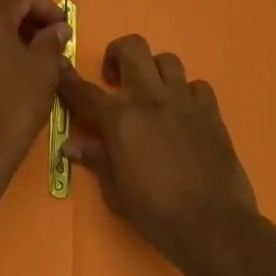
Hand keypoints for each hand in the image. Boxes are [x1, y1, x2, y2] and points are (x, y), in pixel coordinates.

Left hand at [0, 0, 71, 191]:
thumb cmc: (15, 102)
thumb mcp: (44, 68)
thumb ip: (52, 40)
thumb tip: (57, 28)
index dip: (47, 8)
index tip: (65, 27)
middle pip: (3, 10)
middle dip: (31, 21)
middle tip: (55, 40)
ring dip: (15, 36)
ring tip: (40, 56)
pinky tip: (17, 69)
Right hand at [56, 35, 258, 275]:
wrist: (216, 227)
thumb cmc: (158, 214)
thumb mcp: (116, 193)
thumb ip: (96, 160)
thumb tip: (72, 145)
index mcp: (121, 119)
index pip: (84, 90)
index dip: (67, 77)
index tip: (59, 67)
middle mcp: (151, 99)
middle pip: (133, 47)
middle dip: (117, 54)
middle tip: (114, 81)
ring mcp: (185, 102)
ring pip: (167, 60)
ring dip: (153, 71)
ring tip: (150, 95)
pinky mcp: (212, 113)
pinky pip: (197, 86)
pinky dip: (186, 93)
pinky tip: (183, 113)